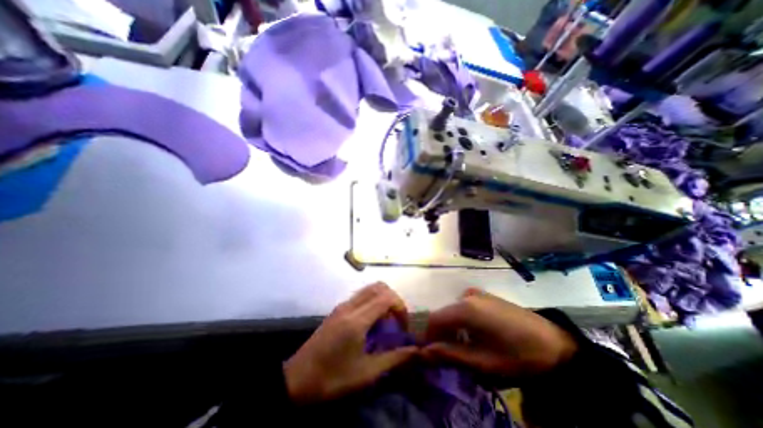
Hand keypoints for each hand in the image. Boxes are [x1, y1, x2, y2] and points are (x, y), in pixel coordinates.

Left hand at [285, 283, 416, 401]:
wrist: (297, 379)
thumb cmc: (333, 378)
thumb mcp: (366, 373)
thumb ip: (393, 359)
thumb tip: (415, 351)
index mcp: (357, 319)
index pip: (386, 297)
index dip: (401, 307)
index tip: (403, 327)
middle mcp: (350, 306)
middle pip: (379, 287)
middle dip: (393, 300)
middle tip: (396, 321)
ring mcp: (343, 305)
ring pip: (369, 288)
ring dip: (383, 299)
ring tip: (385, 321)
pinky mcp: (338, 309)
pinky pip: (361, 295)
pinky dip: (372, 301)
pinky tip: (371, 322)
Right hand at [420, 292, 574, 377]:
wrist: (555, 344)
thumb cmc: (518, 355)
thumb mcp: (483, 362)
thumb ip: (450, 354)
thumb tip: (422, 352)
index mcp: (465, 308)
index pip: (433, 319)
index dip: (427, 337)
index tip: (429, 354)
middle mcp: (467, 296)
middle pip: (443, 314)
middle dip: (440, 335)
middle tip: (447, 356)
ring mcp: (476, 293)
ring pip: (452, 311)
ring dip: (451, 329)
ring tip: (461, 349)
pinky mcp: (484, 296)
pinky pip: (463, 308)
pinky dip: (461, 322)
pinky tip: (473, 336)